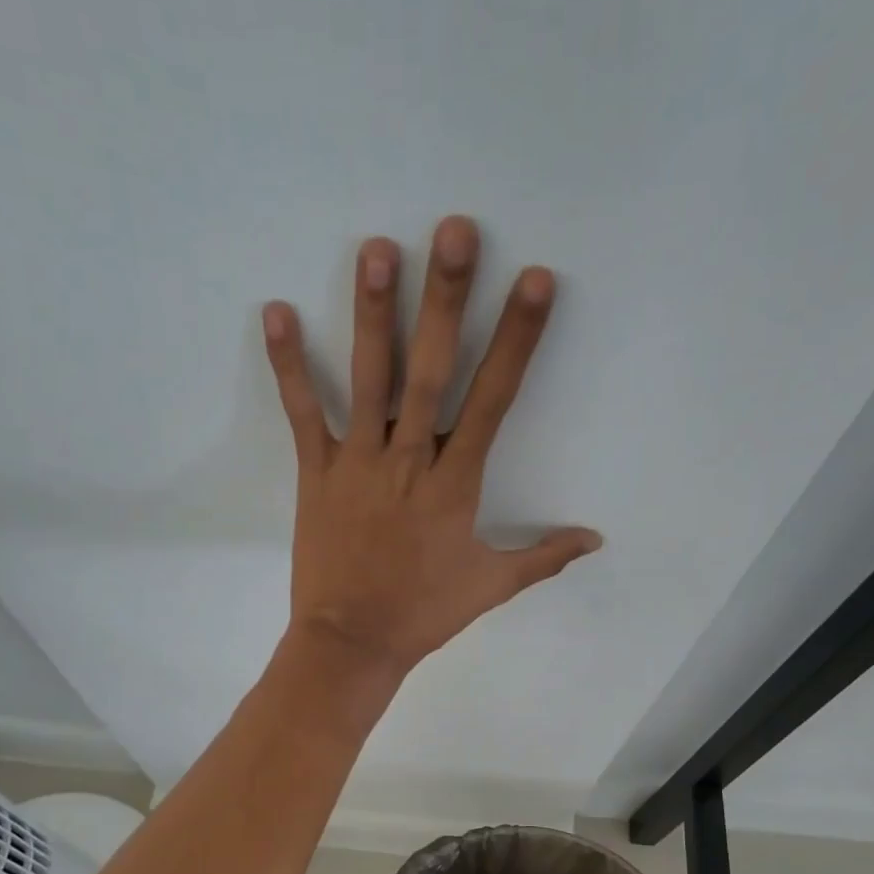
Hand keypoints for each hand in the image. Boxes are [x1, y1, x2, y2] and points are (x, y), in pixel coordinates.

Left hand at [262, 216, 601, 677]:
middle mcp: (409, 460)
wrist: (352, 643)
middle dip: (445, 301)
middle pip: (430, 372)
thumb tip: (595, 539)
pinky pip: (303, 414)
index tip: (534, 282)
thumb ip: (545, 556)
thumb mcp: (492, 585)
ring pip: (368, 380)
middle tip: (453, 230)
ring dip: (373, 314)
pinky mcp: (317, 474)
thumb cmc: (424, 613)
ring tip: (377, 249)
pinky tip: (277, 310)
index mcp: (455, 484)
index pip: (494, 400)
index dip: (516, 340)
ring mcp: (358, 463)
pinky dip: (289, 365)